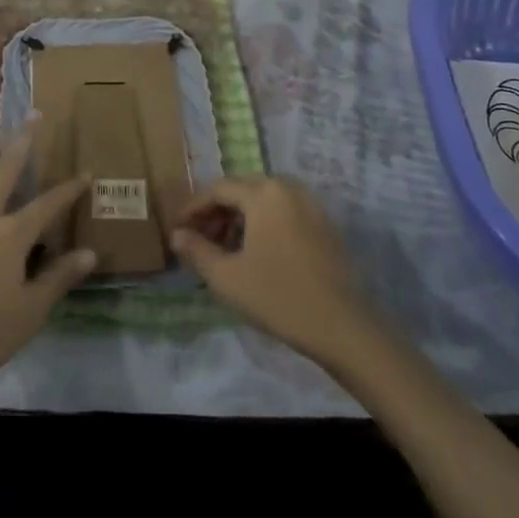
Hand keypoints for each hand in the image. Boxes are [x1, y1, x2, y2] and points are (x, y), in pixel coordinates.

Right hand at [171, 177, 376, 364]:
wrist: (342, 328)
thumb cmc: (278, 297)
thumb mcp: (227, 277)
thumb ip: (197, 250)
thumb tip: (176, 235)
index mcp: (264, 193)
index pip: (218, 189)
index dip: (192, 208)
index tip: (177, 230)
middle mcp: (288, 189)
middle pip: (241, 191)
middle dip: (215, 213)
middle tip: (197, 240)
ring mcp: (310, 206)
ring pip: (262, 203)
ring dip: (238, 220)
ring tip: (222, 250)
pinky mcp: (324, 226)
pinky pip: (283, 215)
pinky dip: (262, 226)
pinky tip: (253, 254)